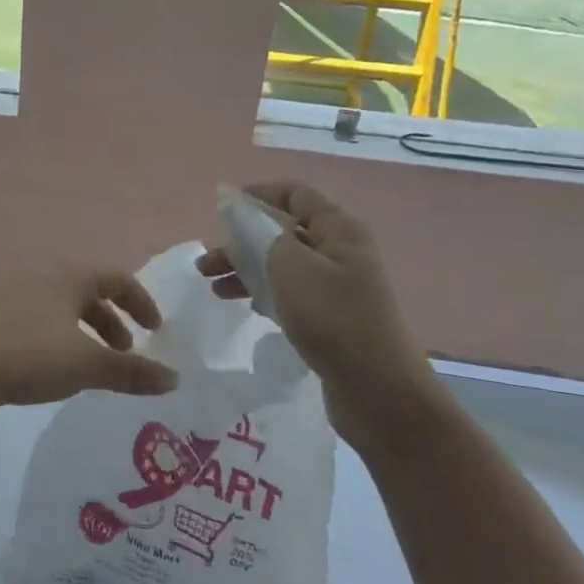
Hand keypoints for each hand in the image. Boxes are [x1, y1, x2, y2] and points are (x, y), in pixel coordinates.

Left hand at [0, 268, 178, 417]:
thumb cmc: (32, 356)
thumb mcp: (89, 365)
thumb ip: (133, 372)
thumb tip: (173, 379)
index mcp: (66, 278)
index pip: (115, 278)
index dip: (140, 302)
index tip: (156, 331)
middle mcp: (40, 279)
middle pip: (87, 292)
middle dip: (112, 321)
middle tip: (125, 353)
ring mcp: (12, 298)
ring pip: (62, 309)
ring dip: (85, 333)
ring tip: (94, 367)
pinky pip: (39, 323)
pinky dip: (60, 340)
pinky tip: (57, 371)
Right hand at [197, 183, 439, 453]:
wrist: (377, 390)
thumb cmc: (332, 318)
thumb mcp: (291, 266)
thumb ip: (262, 233)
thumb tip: (243, 212)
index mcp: (338, 229)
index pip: (294, 194)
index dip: (256, 195)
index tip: (220, 209)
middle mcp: (339, 250)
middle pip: (283, 230)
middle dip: (241, 240)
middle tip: (206, 262)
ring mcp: (336, 285)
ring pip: (281, 264)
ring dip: (245, 269)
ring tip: (213, 287)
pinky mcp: (330, 315)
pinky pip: (289, 291)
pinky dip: (262, 292)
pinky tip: (243, 304)